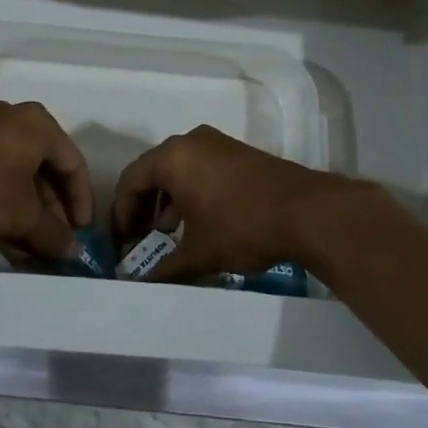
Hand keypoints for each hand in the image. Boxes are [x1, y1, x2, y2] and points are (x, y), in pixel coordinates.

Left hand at [0, 102, 90, 265]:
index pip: (73, 165)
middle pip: (45, 173)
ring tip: (29, 254)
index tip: (81, 234)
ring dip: (26, 218)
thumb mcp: (21, 215)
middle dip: (50, 215)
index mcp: (39, 125)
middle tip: (54, 247)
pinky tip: (5, 243)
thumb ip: (52, 233)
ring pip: (18, 180)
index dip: (81, 202)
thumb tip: (73, 251)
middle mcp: (15, 122)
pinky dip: (4, 208)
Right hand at [110, 125, 360, 282]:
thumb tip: (141, 285)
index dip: (120, 213)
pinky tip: (199, 222)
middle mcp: (191, 141)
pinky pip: (201, 168)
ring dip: (168, 201)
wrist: (306, 212)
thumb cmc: (241, 226)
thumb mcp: (198, 253)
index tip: (120, 242)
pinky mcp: (239, 153)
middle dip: (143, 207)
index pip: (131, 180)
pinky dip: (191, 192)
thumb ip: (164, 268)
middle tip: (139, 239)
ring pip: (179, 170)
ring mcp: (218, 144)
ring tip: (168, 234)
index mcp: (172, 157)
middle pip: (153, 171)